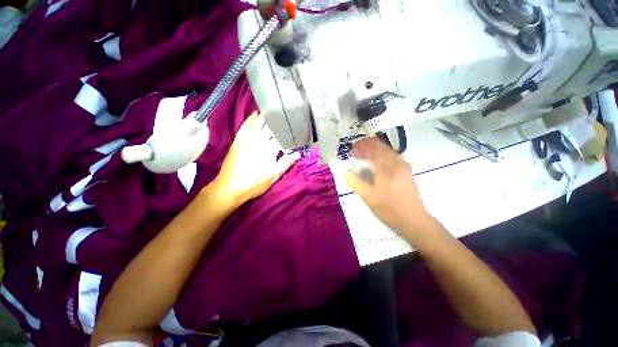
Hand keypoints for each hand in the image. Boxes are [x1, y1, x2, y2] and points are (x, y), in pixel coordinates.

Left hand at [211, 112, 299, 208]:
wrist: (229, 188)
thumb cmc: (254, 184)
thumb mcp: (274, 176)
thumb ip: (286, 163)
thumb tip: (297, 154)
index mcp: (269, 149)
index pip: (282, 136)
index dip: (289, 132)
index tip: (295, 128)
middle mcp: (259, 140)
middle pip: (271, 127)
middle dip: (279, 122)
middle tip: (287, 116)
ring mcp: (247, 138)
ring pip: (258, 122)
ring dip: (267, 117)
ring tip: (275, 111)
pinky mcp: (238, 139)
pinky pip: (245, 125)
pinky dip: (251, 118)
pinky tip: (255, 113)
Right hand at [345, 137, 433, 236]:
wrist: (414, 220)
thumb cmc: (389, 209)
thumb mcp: (368, 197)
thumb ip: (355, 182)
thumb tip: (345, 173)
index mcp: (386, 167)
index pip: (372, 147)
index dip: (360, 146)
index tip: (351, 152)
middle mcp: (397, 162)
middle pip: (380, 146)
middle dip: (366, 148)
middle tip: (356, 155)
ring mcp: (404, 166)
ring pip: (387, 151)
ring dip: (374, 152)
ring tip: (364, 160)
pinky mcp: (407, 172)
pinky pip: (392, 158)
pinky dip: (381, 158)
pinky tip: (376, 167)